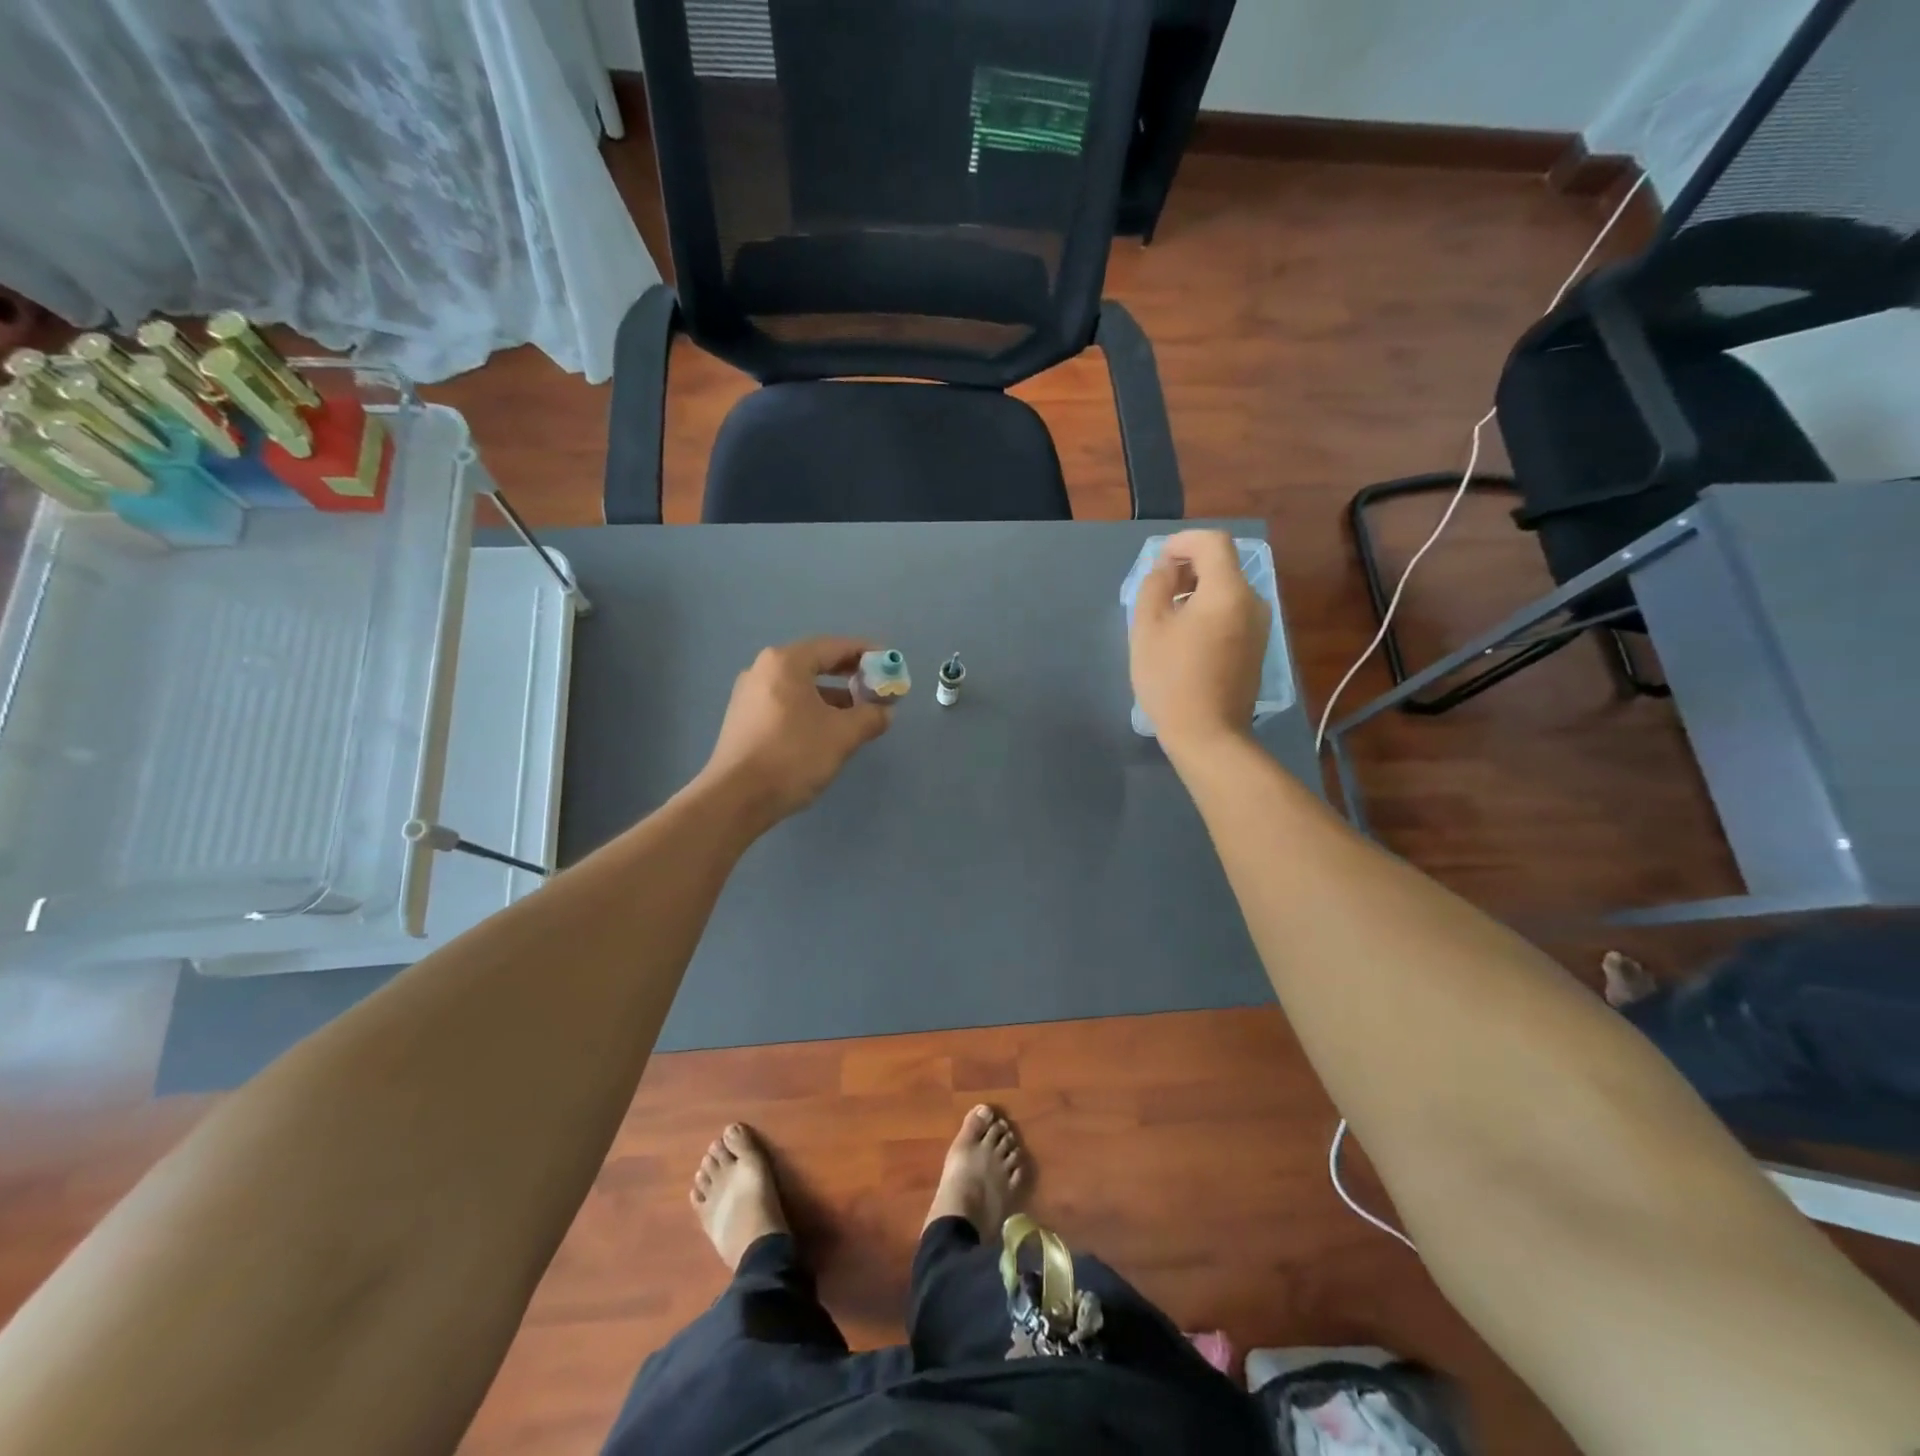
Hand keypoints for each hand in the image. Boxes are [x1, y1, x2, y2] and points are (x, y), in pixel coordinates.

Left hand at [700, 637, 892, 826]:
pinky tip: (828, 730)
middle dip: (850, 675)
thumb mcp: (842, 735)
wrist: (736, 798)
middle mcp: (763, 669)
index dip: (866, 653)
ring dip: (832, 695)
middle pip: (815, 663)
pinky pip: (786, 703)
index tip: (889, 663)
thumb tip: (885, 712)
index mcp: (786, 662)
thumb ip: (870, 717)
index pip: (834, 646)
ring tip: (858, 714)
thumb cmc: (793, 756)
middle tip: (877, 688)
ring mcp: (749, 695)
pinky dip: (811, 708)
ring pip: (801, 686)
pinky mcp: (744, 719)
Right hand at [1129, 530, 1267, 755]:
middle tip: (1156, 594)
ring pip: (1226, 590)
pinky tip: (1186, 640)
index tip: (1158, 564)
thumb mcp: (1147, 628)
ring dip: (1196, 592)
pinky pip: (1232, 613)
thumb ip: (1155, 586)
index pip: (1213, 542)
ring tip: (1167, 620)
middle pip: (1222, 565)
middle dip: (1187, 568)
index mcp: (1227, 591)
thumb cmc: (1171, 679)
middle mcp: (1253, 601)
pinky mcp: (1257, 647)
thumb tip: (1167, 570)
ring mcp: (1259, 625)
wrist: (1209, 735)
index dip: (1182, 542)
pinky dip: (1209, 612)